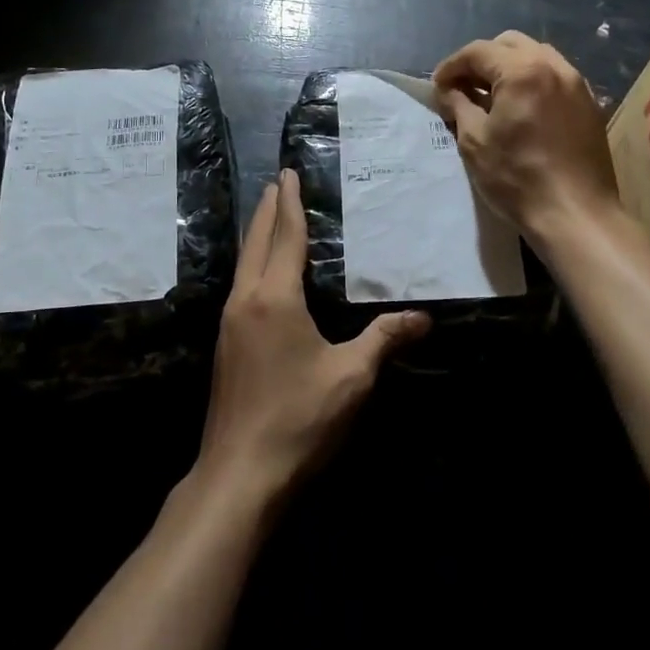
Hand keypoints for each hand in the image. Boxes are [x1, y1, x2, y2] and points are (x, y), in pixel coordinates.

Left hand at [197, 170, 428, 500]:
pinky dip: (253, 264)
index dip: (289, 203)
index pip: (284, 236)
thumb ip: (384, 340)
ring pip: (243, 264)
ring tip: (269, 218)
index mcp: (274, 298)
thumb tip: (423, 317)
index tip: (287, 173)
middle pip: (255, 242)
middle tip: (276, 183)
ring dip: (256, 236)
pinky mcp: (226, 346)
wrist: (238, 475)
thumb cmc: (298, 419)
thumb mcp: (351, 377)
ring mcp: (230, 324)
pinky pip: (240, 286)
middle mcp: (245, 300)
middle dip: (266, 210)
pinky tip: (262, 275)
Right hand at [433, 31, 620, 245]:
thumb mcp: (474, 141)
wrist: (576, 214)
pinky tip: (520, 109)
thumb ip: (458, 105)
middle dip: (481, 61)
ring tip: (491, 97)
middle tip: (463, 88)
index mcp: (522, 70)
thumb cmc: (517, 178)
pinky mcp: (589, 103)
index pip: (478, 52)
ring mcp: (576, 83)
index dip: (451, 66)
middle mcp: (553, 66)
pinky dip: (532, 81)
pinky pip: (554, 76)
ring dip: (508, 67)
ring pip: (536, 56)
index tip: (437, 87)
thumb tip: (448, 90)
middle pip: (509, 44)